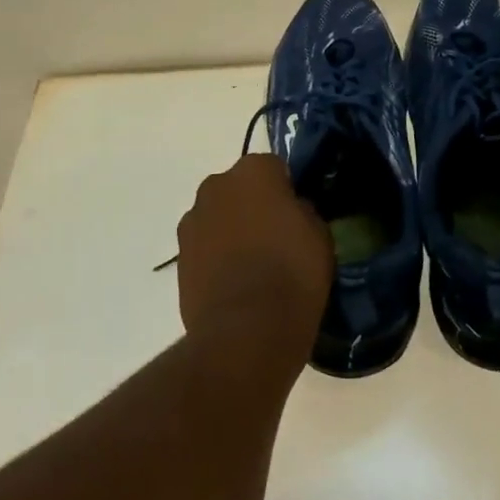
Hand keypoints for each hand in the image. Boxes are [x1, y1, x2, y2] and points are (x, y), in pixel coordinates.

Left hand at [176, 154, 332, 366]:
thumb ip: (303, 211)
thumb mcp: (320, 235)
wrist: (247, 331)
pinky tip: (235, 283)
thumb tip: (292, 212)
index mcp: (253, 171)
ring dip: (232, 230)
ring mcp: (192, 221)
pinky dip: (217, 257)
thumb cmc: (293, 272)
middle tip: (276, 238)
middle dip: (254, 205)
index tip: (298, 216)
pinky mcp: (179, 258)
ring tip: (253, 266)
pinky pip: (205, 246)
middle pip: (240, 188)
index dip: (288, 191)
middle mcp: (216, 185)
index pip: (275, 168)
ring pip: (219, 216)